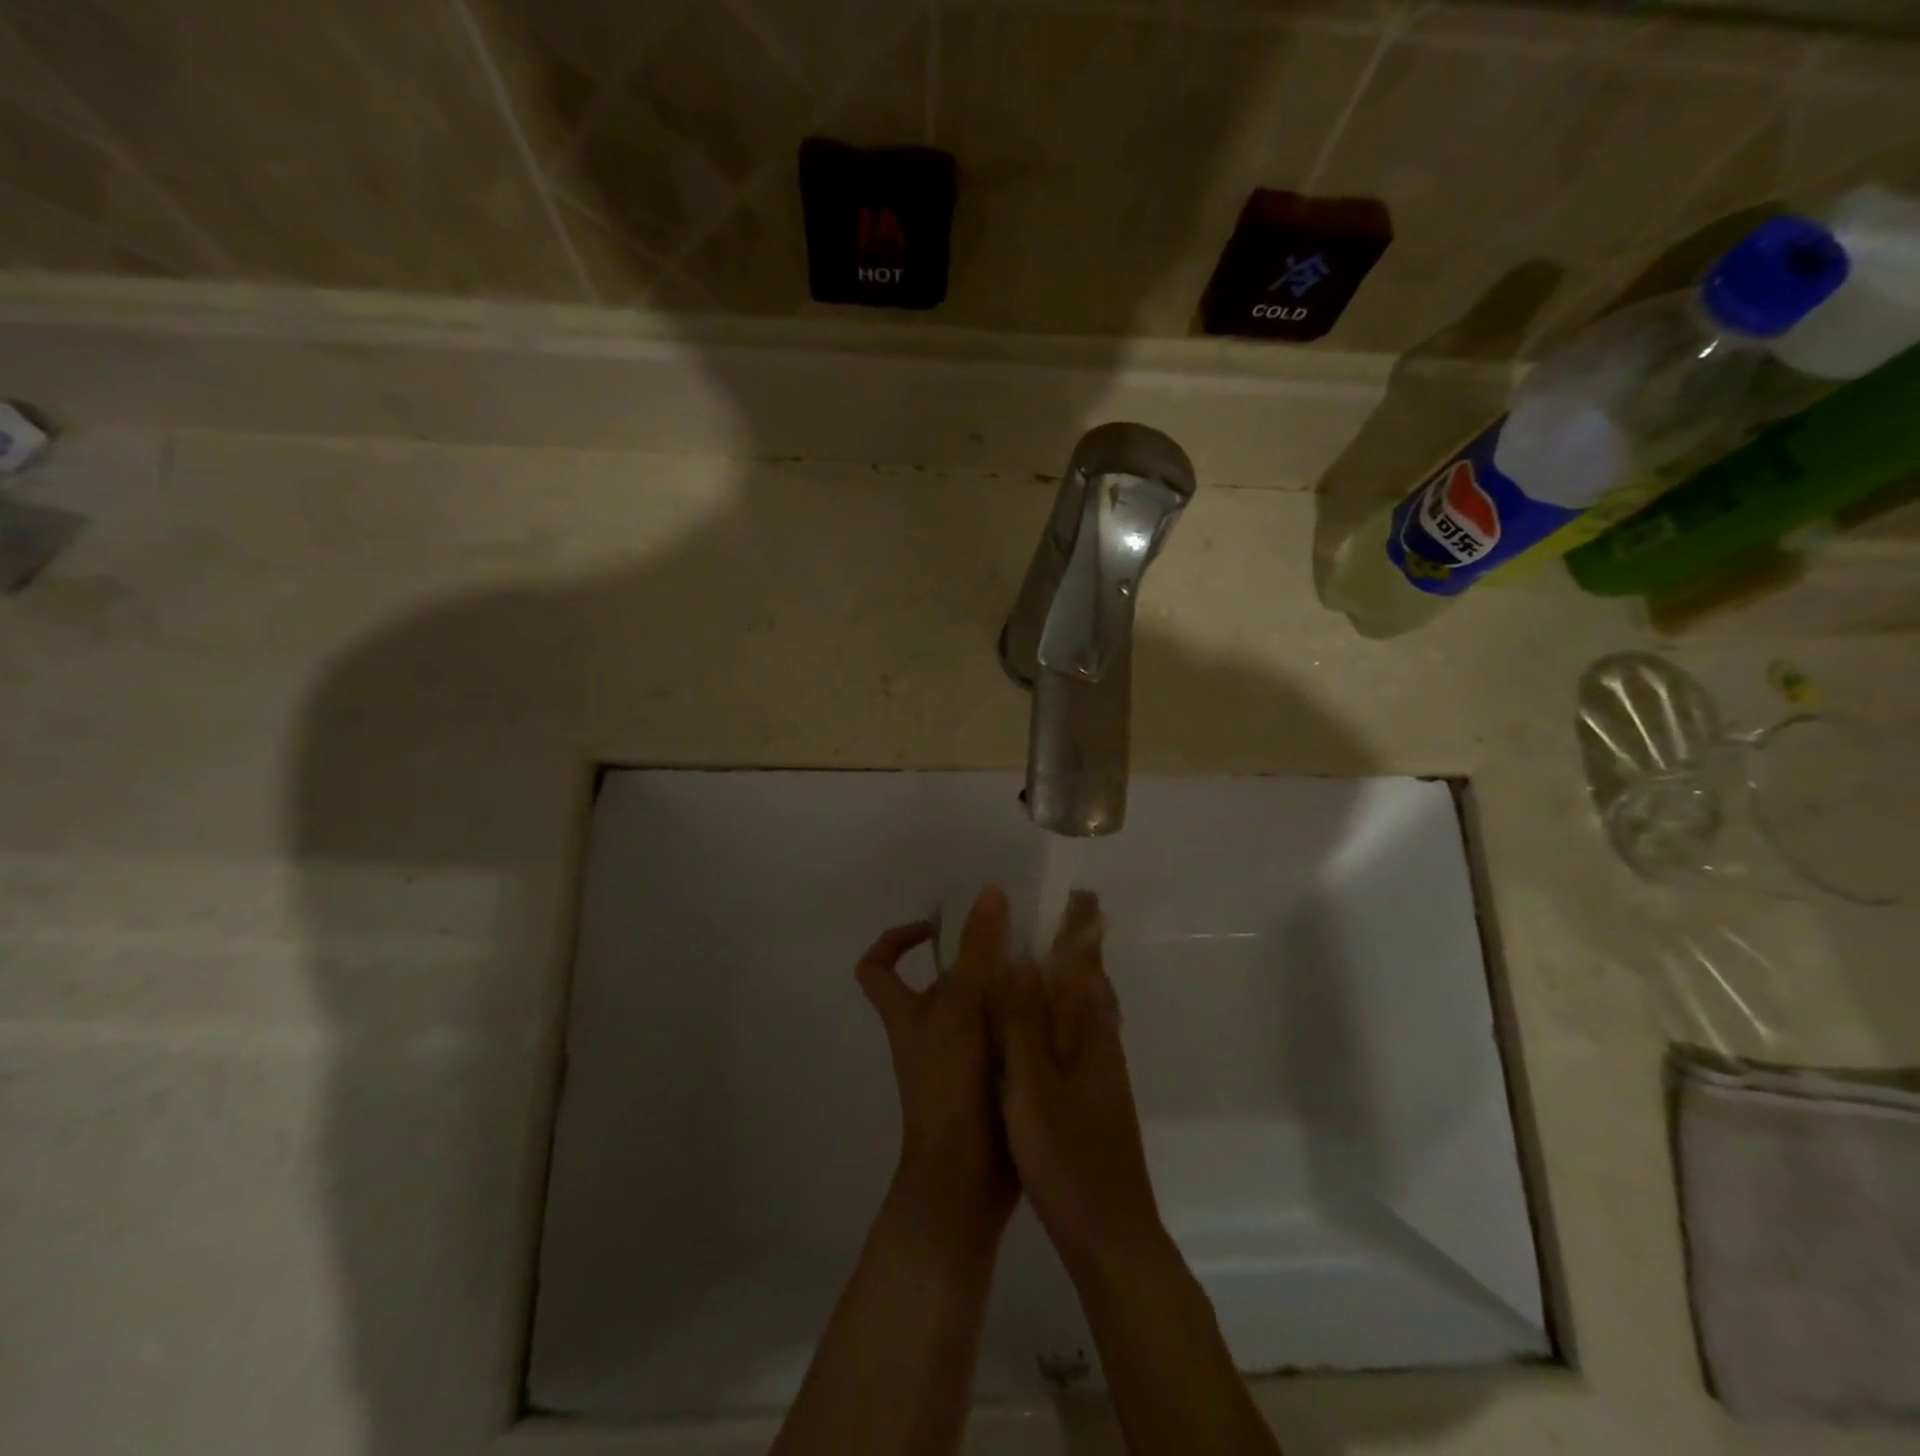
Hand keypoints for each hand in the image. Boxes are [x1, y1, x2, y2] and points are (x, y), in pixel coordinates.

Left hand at [857, 886, 1018, 1239]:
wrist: (963, 1181)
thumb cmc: (950, 1088)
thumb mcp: (963, 1009)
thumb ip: (977, 952)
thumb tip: (988, 892)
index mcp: (907, 1016)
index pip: (876, 968)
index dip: (896, 940)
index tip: (934, 927)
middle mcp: (928, 1035)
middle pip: (941, 985)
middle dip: (976, 963)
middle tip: (1017, 945)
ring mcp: (957, 1063)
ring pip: (978, 1013)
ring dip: (1006, 993)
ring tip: (1047, 974)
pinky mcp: (986, 1086)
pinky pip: (1002, 1042)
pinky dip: (1023, 1027)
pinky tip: (1058, 1018)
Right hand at [995, 891, 1162, 1272]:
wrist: (1109, 1233)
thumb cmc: (1067, 1154)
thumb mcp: (1033, 1084)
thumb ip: (1024, 1021)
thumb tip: (1021, 956)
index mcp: (1090, 1031)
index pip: (1088, 963)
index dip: (1084, 927)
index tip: (1076, 891)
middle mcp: (1100, 1041)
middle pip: (1090, 980)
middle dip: (1076, 944)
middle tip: (1047, 914)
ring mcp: (1099, 1070)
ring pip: (1084, 1007)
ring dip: (1068, 975)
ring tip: (1038, 954)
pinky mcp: (1091, 1093)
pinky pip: (1075, 1033)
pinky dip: (1059, 1010)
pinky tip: (1038, 1024)